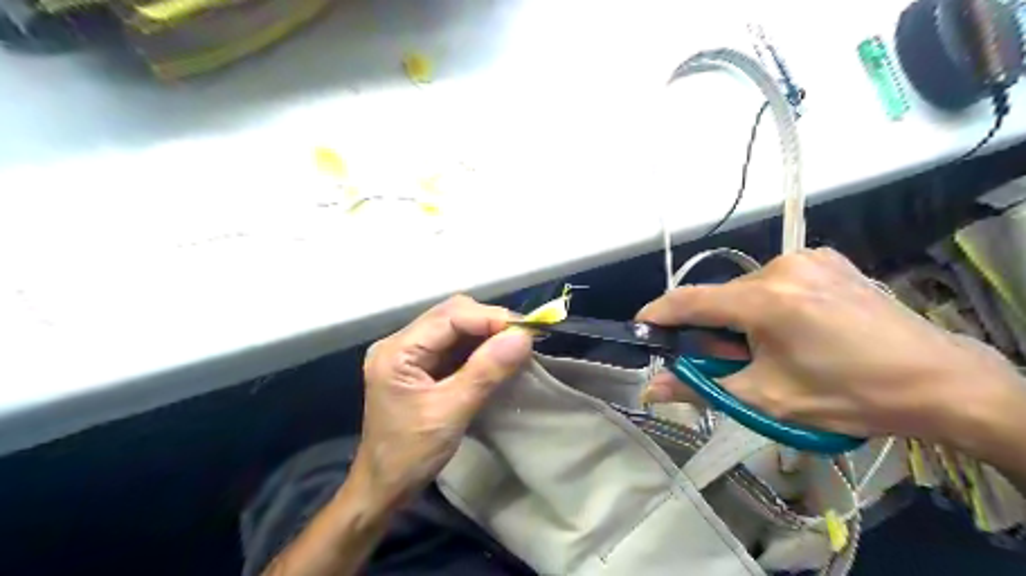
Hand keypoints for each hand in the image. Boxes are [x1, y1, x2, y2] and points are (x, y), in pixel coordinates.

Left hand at [354, 294, 527, 505]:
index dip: (489, 318)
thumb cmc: (410, 455)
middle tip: (522, 339)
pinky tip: (497, 356)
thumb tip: (522, 337)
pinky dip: (479, 348)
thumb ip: (486, 372)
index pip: (449, 317)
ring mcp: (410, 353)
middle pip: (452, 315)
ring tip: (515, 346)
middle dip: (489, 322)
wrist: (383, 488)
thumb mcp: (451, 413)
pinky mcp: (420, 365)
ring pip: (455, 327)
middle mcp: (400, 343)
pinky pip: (454, 345)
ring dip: (487, 334)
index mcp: (397, 351)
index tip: (525, 330)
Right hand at [639, 248, 1020, 439]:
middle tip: (727, 360)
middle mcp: (781, 266)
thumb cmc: (847, 394)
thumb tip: (650, 390)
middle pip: (722, 296)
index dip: (659, 314)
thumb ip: (701, 388)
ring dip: (742, 316)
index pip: (691, 300)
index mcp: (765, 299)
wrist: (938, 380)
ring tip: (770, 347)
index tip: (641, 327)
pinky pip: (776, 279)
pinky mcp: (828, 258)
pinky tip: (795, 326)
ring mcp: (808, 257)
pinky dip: (768, 302)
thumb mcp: (766, 397)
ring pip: (748, 288)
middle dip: (714, 327)